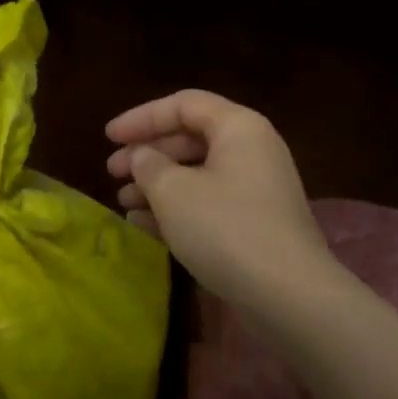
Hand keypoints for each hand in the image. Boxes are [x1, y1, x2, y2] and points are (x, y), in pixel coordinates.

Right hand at [106, 90, 335, 311]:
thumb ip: (149, 166)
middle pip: (191, 138)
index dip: (142, 117)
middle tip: (112, 172)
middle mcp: (252, 150)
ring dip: (158, 185)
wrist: (288, 294)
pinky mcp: (256, 223)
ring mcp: (257, 188)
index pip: (183, 105)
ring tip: (124, 203)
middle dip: (148, 154)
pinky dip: (178, 209)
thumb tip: (143, 157)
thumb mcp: (174, 193)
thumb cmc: (225, 229)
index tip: (109, 137)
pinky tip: (145, 228)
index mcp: (238, 127)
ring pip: (198, 174)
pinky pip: (209, 203)